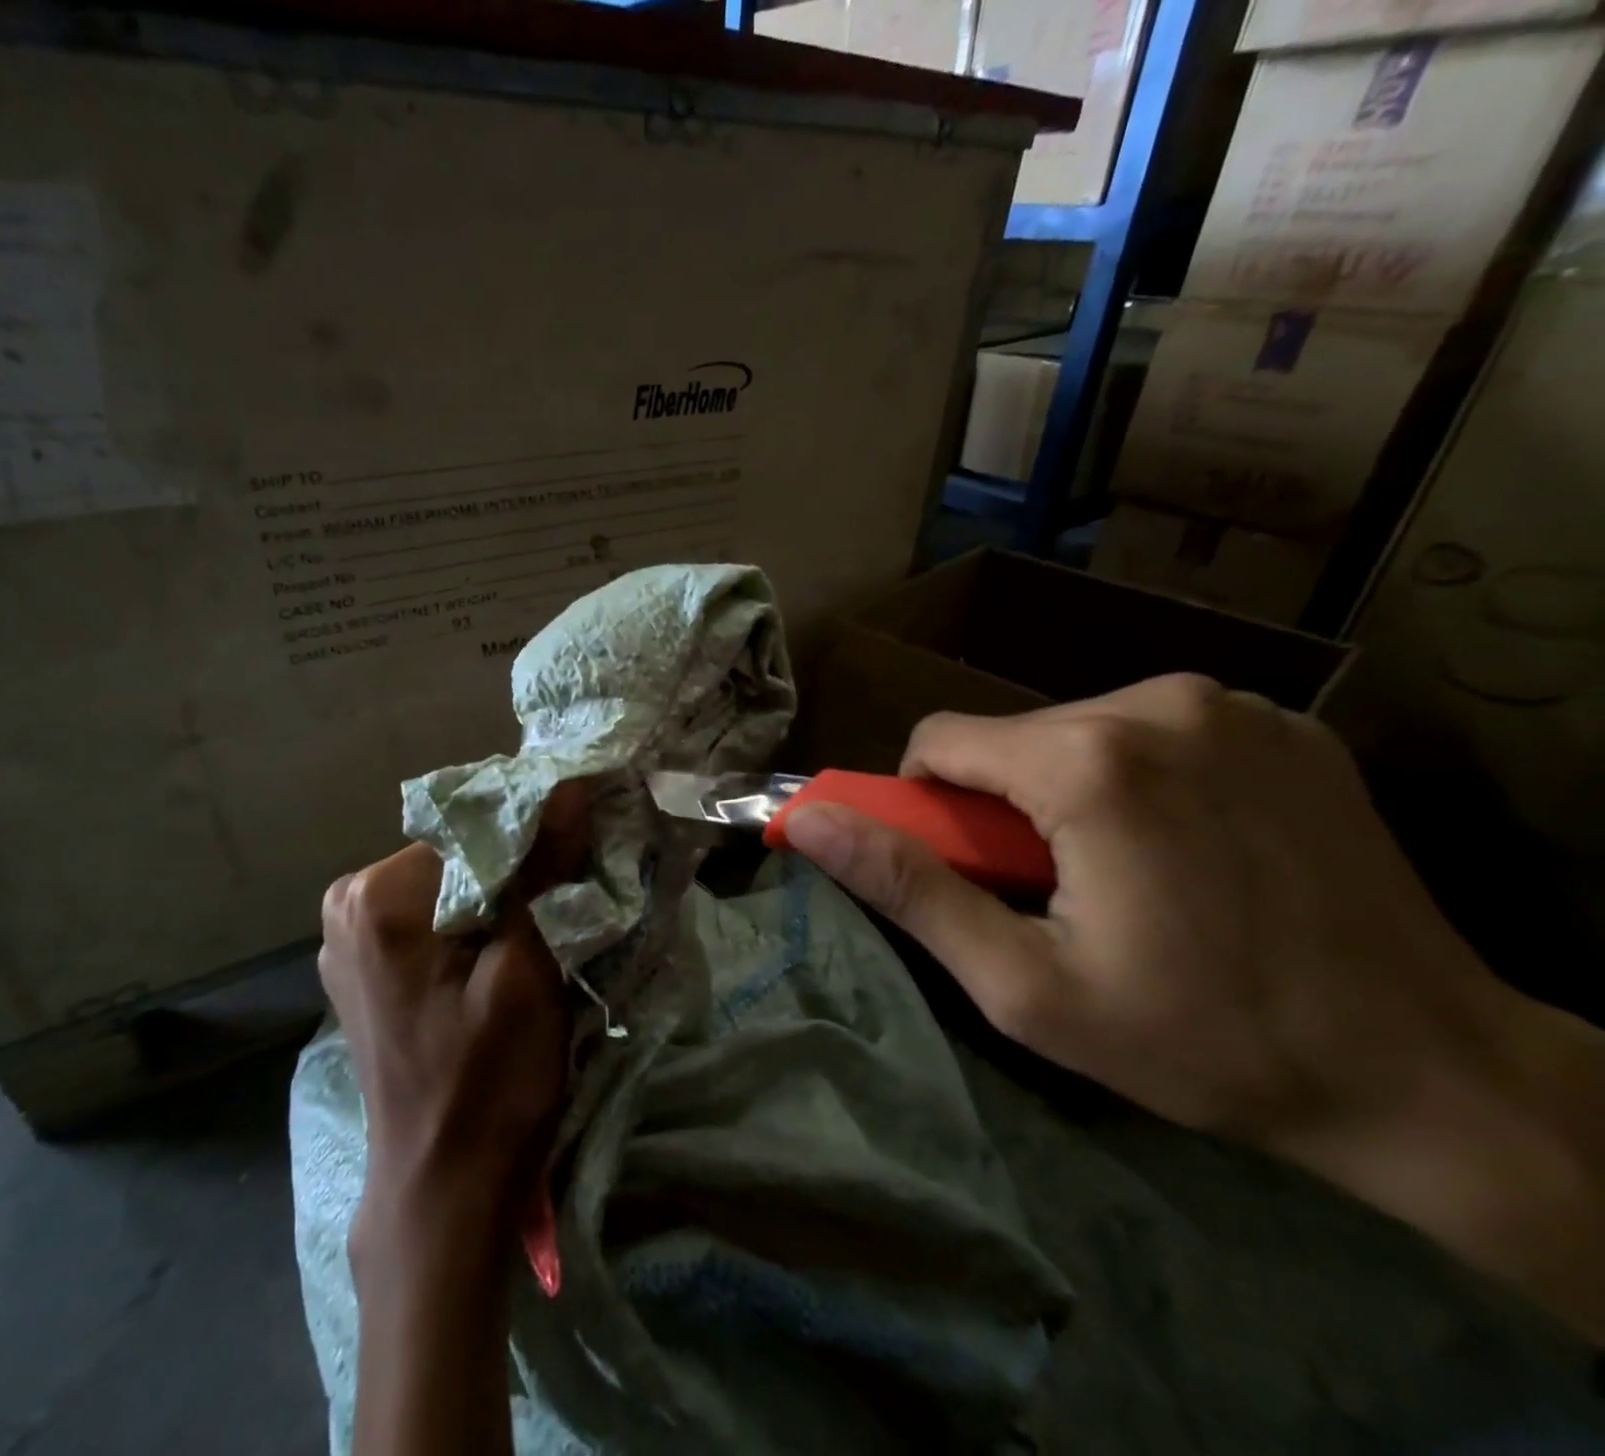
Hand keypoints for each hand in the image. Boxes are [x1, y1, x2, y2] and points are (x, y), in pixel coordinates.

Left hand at [318, 836, 572, 1278]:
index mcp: (377, 897)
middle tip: (580, 878)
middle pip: (460, 848)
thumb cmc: (489, 1082)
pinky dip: (480, 912)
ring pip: (453, 877)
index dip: (539, 827)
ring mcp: (349, 933)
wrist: (443, 1187)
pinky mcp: (367, 960)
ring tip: (555, 907)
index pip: (474, 824)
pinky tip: (514, 936)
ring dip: (506, 886)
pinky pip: (436, 909)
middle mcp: (348, 902)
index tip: (590, 834)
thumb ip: (544, 870)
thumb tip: (570, 785)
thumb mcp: (529, 971)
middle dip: (522, 858)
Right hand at [785, 674, 1604, 1336]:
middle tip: (1052, 891)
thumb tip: (806, 821)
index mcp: (1088, 760)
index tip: (970, 870)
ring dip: (1067, 792)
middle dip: (1003, 806)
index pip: (937, 741)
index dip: (928, 806)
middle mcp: (1156, 702)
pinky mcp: (1281, 721)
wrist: (1428, 1073)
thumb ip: (907, 889)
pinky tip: (1190, 848)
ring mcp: (1230, 703)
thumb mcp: (1023, 984)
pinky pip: (1152, 731)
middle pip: (1011, 738)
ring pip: (1076, 731)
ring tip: (1125, 876)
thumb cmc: (1201, 1039)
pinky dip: (1138, 778)